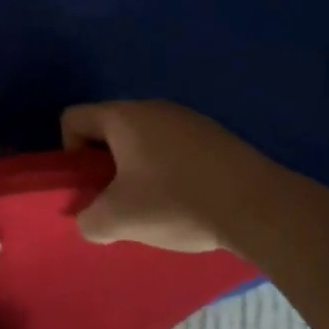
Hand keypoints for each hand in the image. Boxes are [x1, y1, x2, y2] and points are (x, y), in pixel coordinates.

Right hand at [61, 99, 328, 253]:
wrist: (260, 207)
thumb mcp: (119, 220)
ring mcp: (188, 119)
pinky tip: (187, 202)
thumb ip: (89, 220)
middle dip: (104, 166)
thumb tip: (91, 220)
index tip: (90, 185)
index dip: (69, 152)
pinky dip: (169, 171)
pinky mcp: (215, 136)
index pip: (73, 118)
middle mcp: (153, 107)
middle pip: (109, 129)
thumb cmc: (177, 203)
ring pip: (143, 140)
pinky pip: (174, 148)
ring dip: (138, 170)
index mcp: (124, 117)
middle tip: (119, 202)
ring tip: (155, 207)